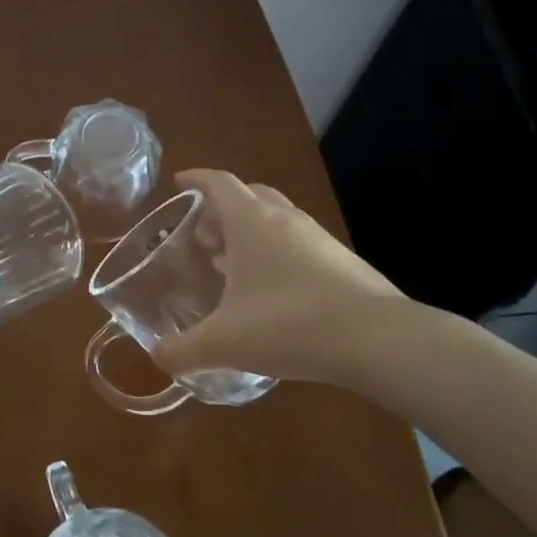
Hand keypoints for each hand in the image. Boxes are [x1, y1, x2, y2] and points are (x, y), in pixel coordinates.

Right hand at [150, 169, 410, 386]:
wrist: (379, 341)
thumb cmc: (289, 325)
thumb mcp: (225, 342)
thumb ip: (183, 351)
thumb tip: (158, 358)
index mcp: (251, 222)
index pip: (219, 183)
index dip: (196, 179)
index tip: (179, 182)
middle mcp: (284, 220)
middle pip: (250, 195)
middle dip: (222, 208)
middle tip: (203, 236)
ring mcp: (319, 238)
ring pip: (277, 218)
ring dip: (251, 231)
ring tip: (232, 265)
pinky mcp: (343, 262)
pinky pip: (299, 243)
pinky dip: (277, 253)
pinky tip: (272, 292)